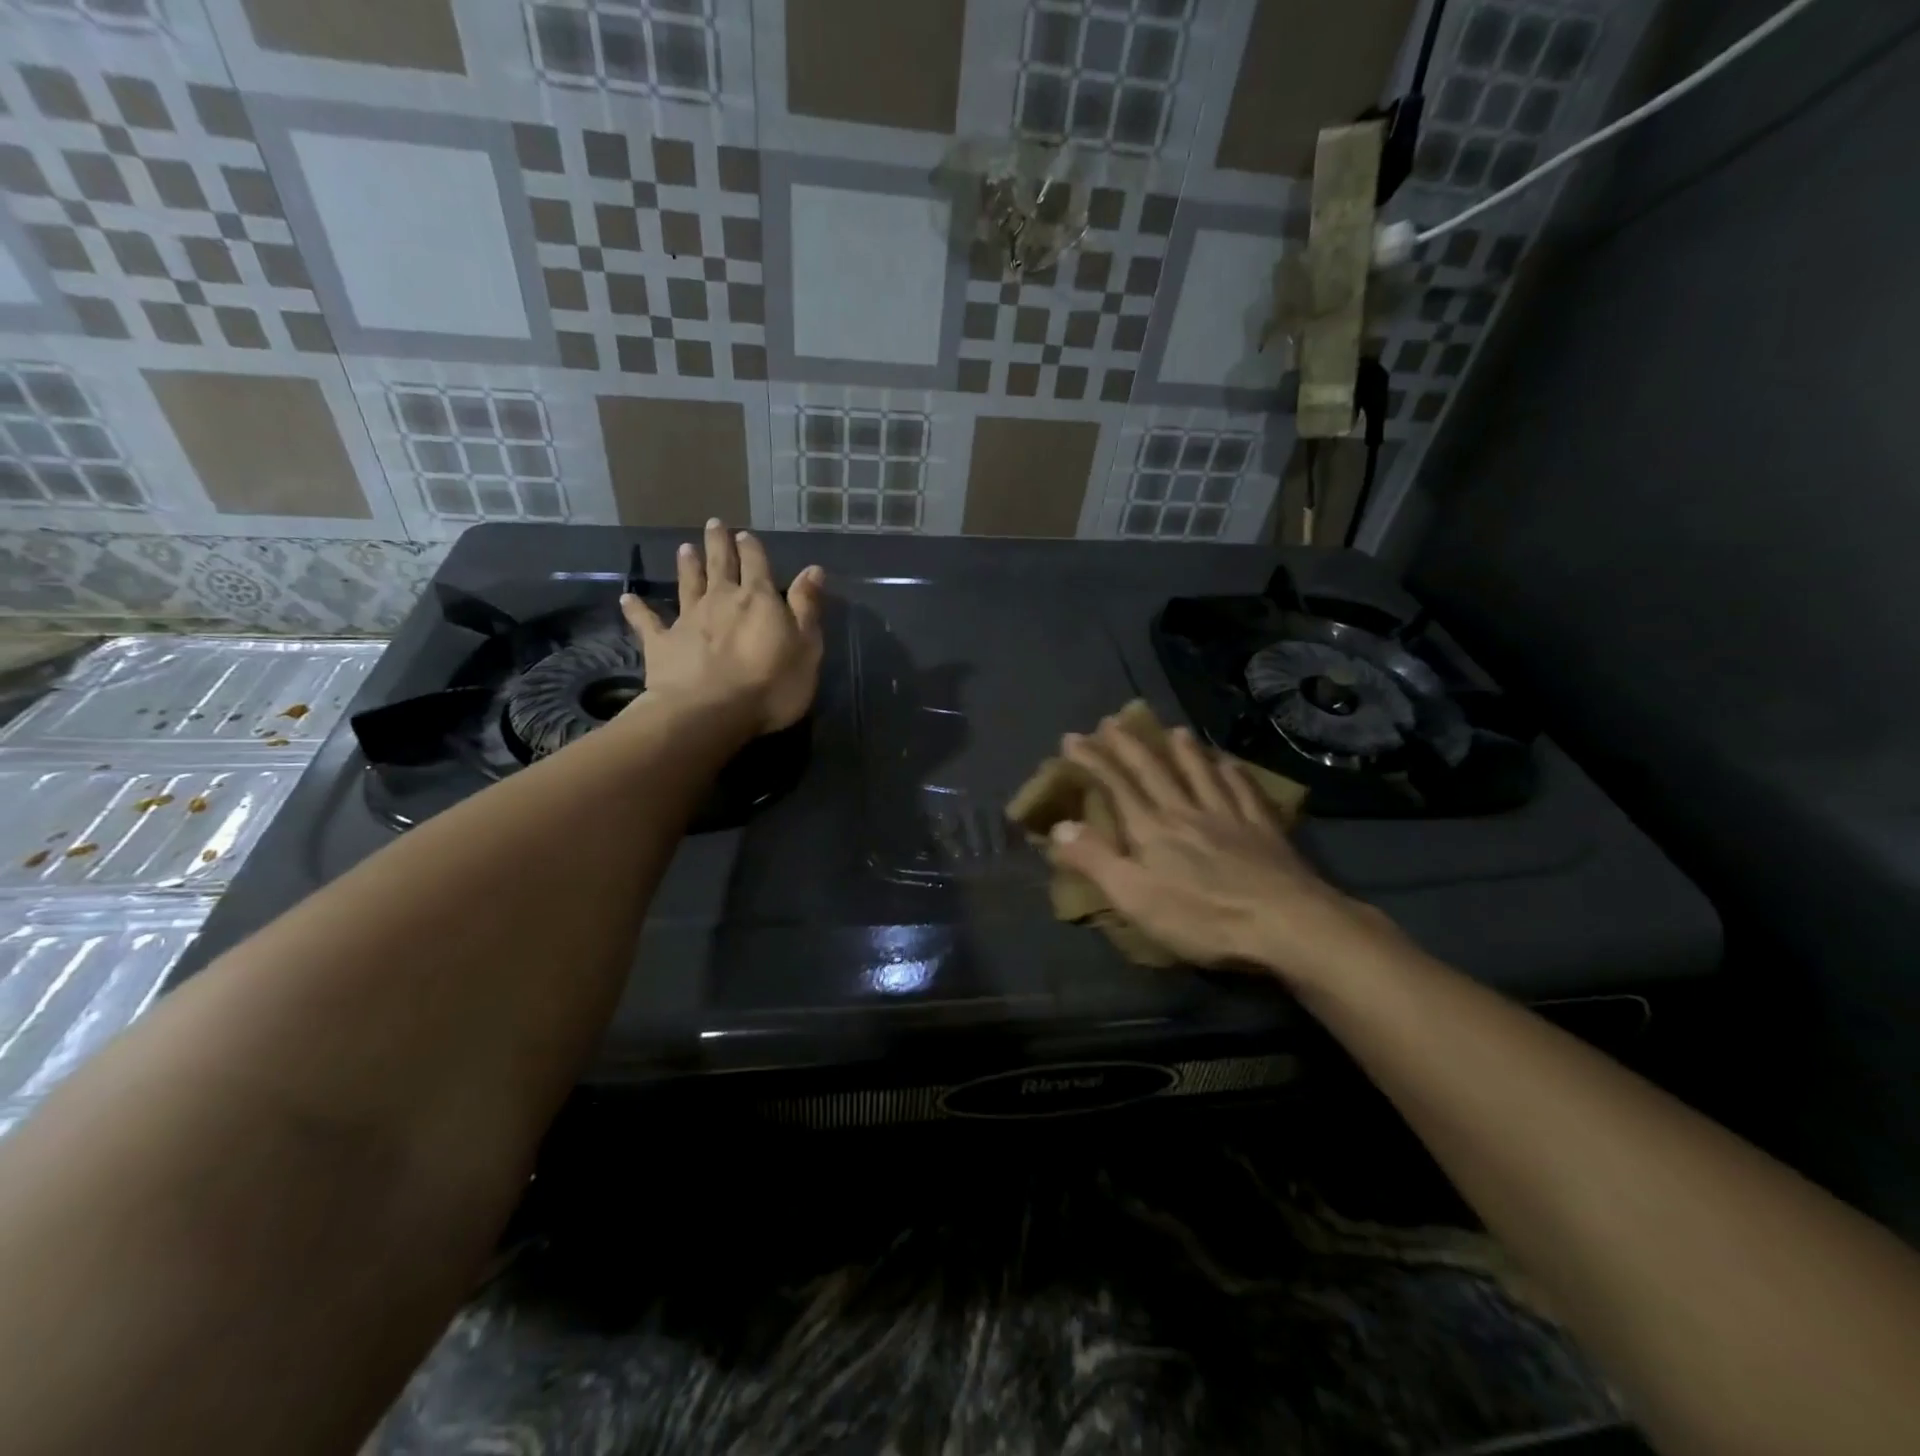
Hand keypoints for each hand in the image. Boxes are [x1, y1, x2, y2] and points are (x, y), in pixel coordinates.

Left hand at [619, 519, 824, 736]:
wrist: (710, 713)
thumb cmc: (770, 684)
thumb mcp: (806, 648)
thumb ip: (807, 608)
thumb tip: (813, 569)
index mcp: (758, 600)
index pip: (757, 565)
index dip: (752, 549)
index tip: (745, 534)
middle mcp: (721, 600)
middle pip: (720, 565)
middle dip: (718, 544)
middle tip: (713, 524)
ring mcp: (687, 620)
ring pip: (687, 585)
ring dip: (687, 566)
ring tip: (684, 548)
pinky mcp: (661, 644)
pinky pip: (647, 622)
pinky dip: (637, 610)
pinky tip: (627, 599)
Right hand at [1051, 719, 1406, 987]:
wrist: (1286, 923)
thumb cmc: (1202, 917)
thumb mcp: (1135, 897)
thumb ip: (1095, 860)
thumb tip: (1058, 827)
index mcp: (1152, 829)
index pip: (1116, 786)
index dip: (1093, 760)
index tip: (1073, 738)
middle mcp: (1187, 811)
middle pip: (1155, 770)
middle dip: (1130, 745)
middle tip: (1113, 721)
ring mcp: (1229, 816)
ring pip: (1201, 773)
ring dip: (1183, 750)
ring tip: (1173, 730)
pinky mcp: (1264, 829)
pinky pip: (1245, 790)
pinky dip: (1233, 773)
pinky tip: (1231, 764)